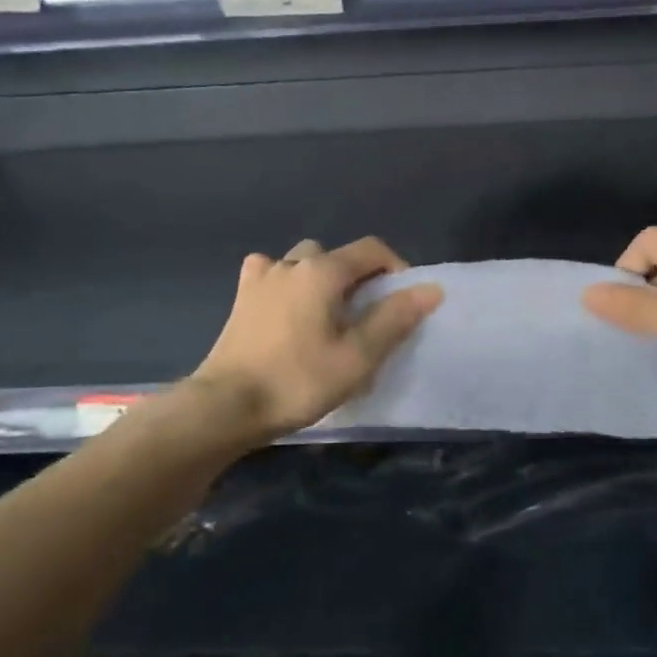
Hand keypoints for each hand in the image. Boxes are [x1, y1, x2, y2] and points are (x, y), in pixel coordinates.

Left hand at [192, 237, 442, 437]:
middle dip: (358, 278)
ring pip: (302, 263)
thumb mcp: (358, 356)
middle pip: (336, 255)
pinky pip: (272, 277)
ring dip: (321, 280)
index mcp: (322, 270)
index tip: (403, 303)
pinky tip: (289, 312)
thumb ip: (395, 318)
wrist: (226, 406)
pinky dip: (288, 286)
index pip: (371, 250)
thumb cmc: (298, 381)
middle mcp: (290, 262)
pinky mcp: (241, 300)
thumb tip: (430, 288)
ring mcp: (260, 278)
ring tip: (327, 316)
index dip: (396, 268)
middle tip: (365, 316)